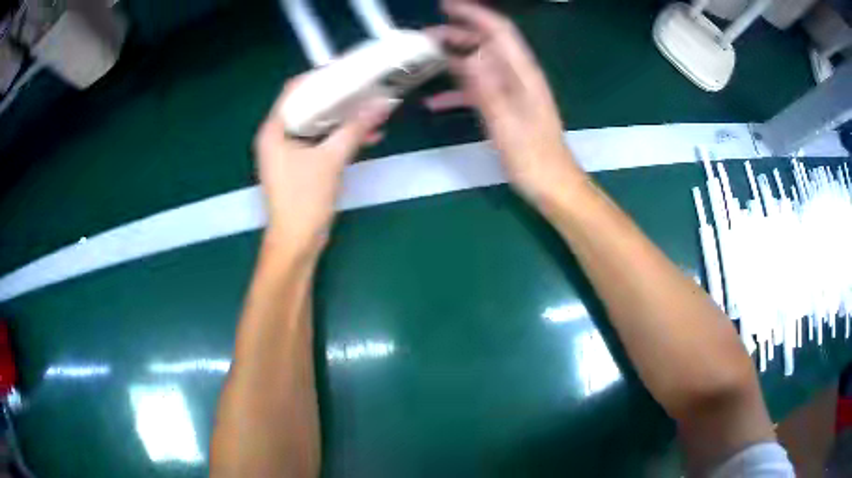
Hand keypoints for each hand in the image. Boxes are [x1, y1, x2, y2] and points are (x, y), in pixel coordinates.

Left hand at [253, 77, 395, 258]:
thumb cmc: (304, 200)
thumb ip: (355, 129)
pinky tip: (366, 135)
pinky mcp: (299, 165)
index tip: (348, 71)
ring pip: (317, 124)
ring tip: (371, 110)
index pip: (294, 90)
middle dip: (338, 97)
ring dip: (343, 118)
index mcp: (274, 130)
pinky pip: (320, 141)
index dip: (320, 77)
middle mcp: (277, 136)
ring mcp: (287, 152)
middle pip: (308, 105)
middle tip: (365, 88)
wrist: (296, 242)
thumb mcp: (331, 160)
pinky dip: (340, 137)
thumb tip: (381, 104)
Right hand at [436, 1, 584, 202]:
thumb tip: (468, 55)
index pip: (499, 31)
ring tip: (424, 59)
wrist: (552, 186)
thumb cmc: (534, 158)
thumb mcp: (508, 124)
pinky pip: (478, 91)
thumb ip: (488, 89)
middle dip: (457, 34)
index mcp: (523, 75)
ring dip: (453, 59)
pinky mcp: (505, 108)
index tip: (445, 6)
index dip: (474, 14)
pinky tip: (433, 102)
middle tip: (423, 37)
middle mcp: (518, 77)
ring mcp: (511, 92)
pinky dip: (457, 91)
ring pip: (480, 65)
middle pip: (487, 44)